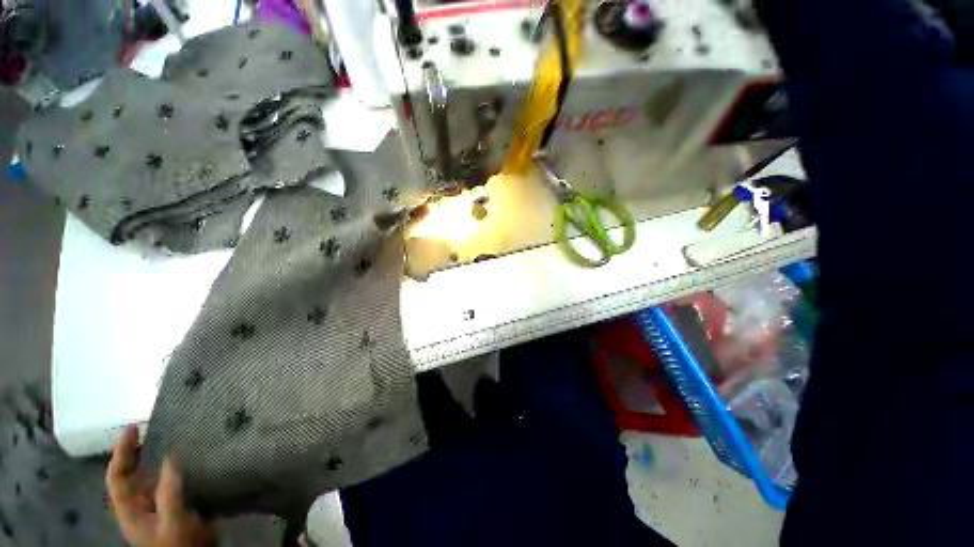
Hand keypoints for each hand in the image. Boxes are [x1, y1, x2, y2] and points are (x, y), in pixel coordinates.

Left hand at [107, 426, 213, 546]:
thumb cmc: (178, 544)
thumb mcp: (173, 519)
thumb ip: (169, 490)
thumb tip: (170, 455)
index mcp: (130, 510)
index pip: (117, 476)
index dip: (122, 452)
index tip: (133, 428)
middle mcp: (139, 506)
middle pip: (130, 475)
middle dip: (136, 452)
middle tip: (150, 429)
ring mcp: (156, 508)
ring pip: (149, 478)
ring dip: (154, 459)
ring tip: (168, 439)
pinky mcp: (173, 508)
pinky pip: (168, 483)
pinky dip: (172, 468)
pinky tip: (185, 460)